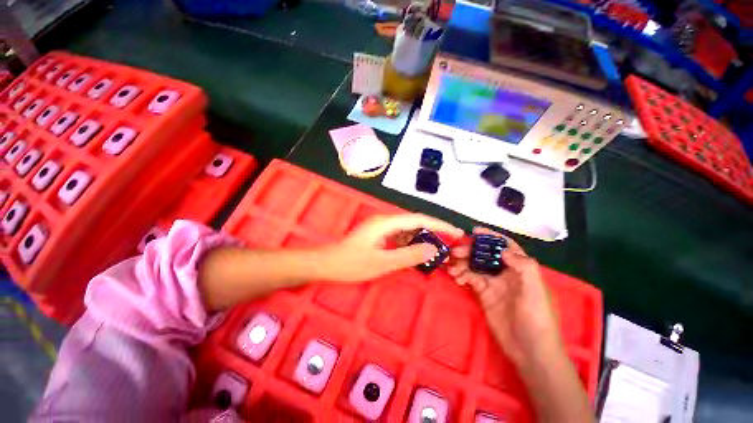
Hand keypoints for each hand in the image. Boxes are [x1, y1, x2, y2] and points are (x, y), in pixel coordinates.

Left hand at [325, 213, 462, 282]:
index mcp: (386, 223)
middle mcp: (385, 221)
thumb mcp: (382, 263)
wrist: (326, 264)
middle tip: (449, 244)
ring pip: (407, 229)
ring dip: (421, 238)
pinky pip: (399, 236)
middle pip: (415, 222)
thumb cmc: (351, 264)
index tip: (456, 232)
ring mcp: (380, 227)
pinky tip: (415, 252)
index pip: (420, 219)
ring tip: (436, 250)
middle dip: (433, 232)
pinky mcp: (377, 234)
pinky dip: (410, 243)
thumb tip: (433, 248)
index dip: (440, 225)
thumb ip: (409, 255)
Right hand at [448, 228, 562, 365]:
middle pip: (484, 254)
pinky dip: (462, 276)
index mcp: (520, 267)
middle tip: (455, 252)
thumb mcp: (536, 290)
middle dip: (469, 250)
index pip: (505, 245)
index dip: (491, 237)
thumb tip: (503, 250)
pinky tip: (457, 280)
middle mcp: (505, 272)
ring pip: (474, 265)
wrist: (529, 349)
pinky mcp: (483, 293)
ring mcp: (493, 282)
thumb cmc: (537, 317)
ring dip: (462, 264)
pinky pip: (470, 279)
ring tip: (452, 270)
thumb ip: (524, 266)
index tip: (474, 231)